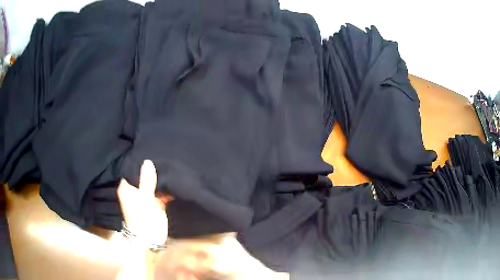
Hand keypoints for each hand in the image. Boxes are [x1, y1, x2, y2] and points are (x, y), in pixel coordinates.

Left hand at [117, 160, 170, 245]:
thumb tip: (148, 161)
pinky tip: (175, 178)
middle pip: (143, 176)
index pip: (132, 169)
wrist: (151, 239)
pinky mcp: (156, 203)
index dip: (139, 161)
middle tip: (163, 154)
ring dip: (160, 178)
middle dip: (152, 169)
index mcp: (128, 188)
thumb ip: (146, 180)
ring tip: (170, 162)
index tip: (149, 150)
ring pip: (153, 183)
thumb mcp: (144, 197)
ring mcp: (146, 197)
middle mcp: (136, 191)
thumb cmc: (142, 217)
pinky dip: (167, 188)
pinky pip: (162, 192)